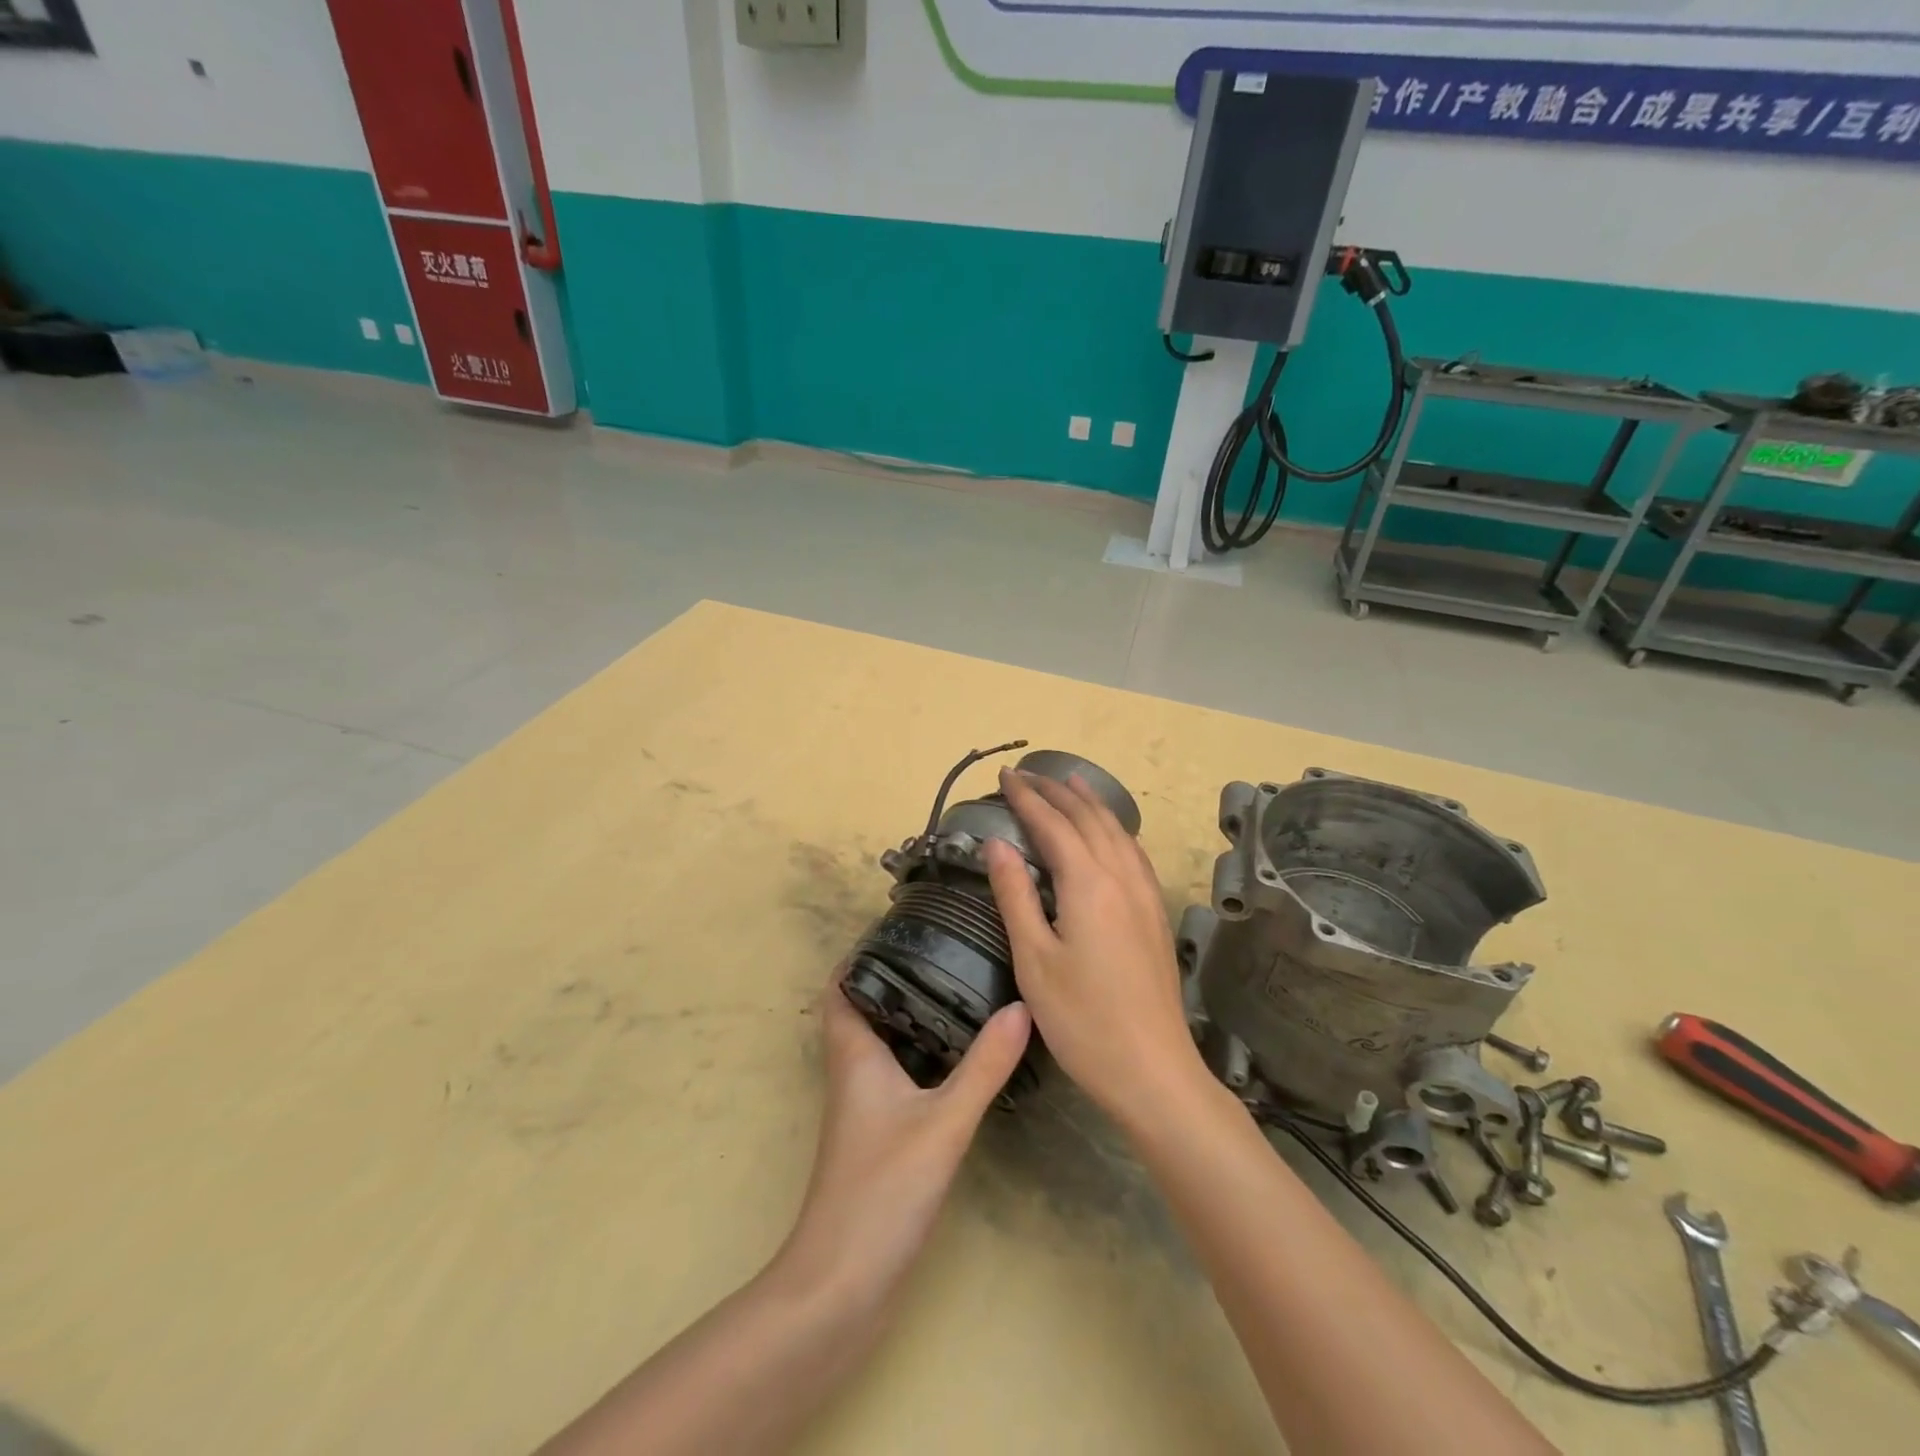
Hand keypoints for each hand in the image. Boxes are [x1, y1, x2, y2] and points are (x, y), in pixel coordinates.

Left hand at [778, 974, 1030, 1307]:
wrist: (843, 1285)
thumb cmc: (882, 1190)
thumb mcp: (943, 1122)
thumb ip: (984, 1066)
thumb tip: (1021, 1007)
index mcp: (854, 1055)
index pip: (842, 987)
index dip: (860, 954)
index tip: (900, 927)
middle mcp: (852, 1073)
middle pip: (866, 1008)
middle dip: (898, 977)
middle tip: (945, 949)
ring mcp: (863, 1108)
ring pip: (884, 1043)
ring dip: (912, 1015)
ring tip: (960, 988)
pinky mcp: (878, 1136)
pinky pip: (898, 1075)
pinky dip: (922, 1054)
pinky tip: (959, 1057)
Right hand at [984, 768, 1208, 1128]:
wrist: (1153, 1071)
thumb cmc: (1082, 1021)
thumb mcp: (1034, 960)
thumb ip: (1015, 895)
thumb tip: (997, 843)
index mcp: (1088, 884)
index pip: (1053, 824)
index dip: (1027, 797)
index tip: (1004, 776)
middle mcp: (1121, 878)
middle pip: (1088, 819)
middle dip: (1056, 791)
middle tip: (1028, 774)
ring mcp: (1146, 895)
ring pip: (1117, 831)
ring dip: (1090, 803)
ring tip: (1070, 783)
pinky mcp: (1156, 914)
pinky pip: (1134, 852)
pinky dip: (1115, 828)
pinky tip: (1111, 834)